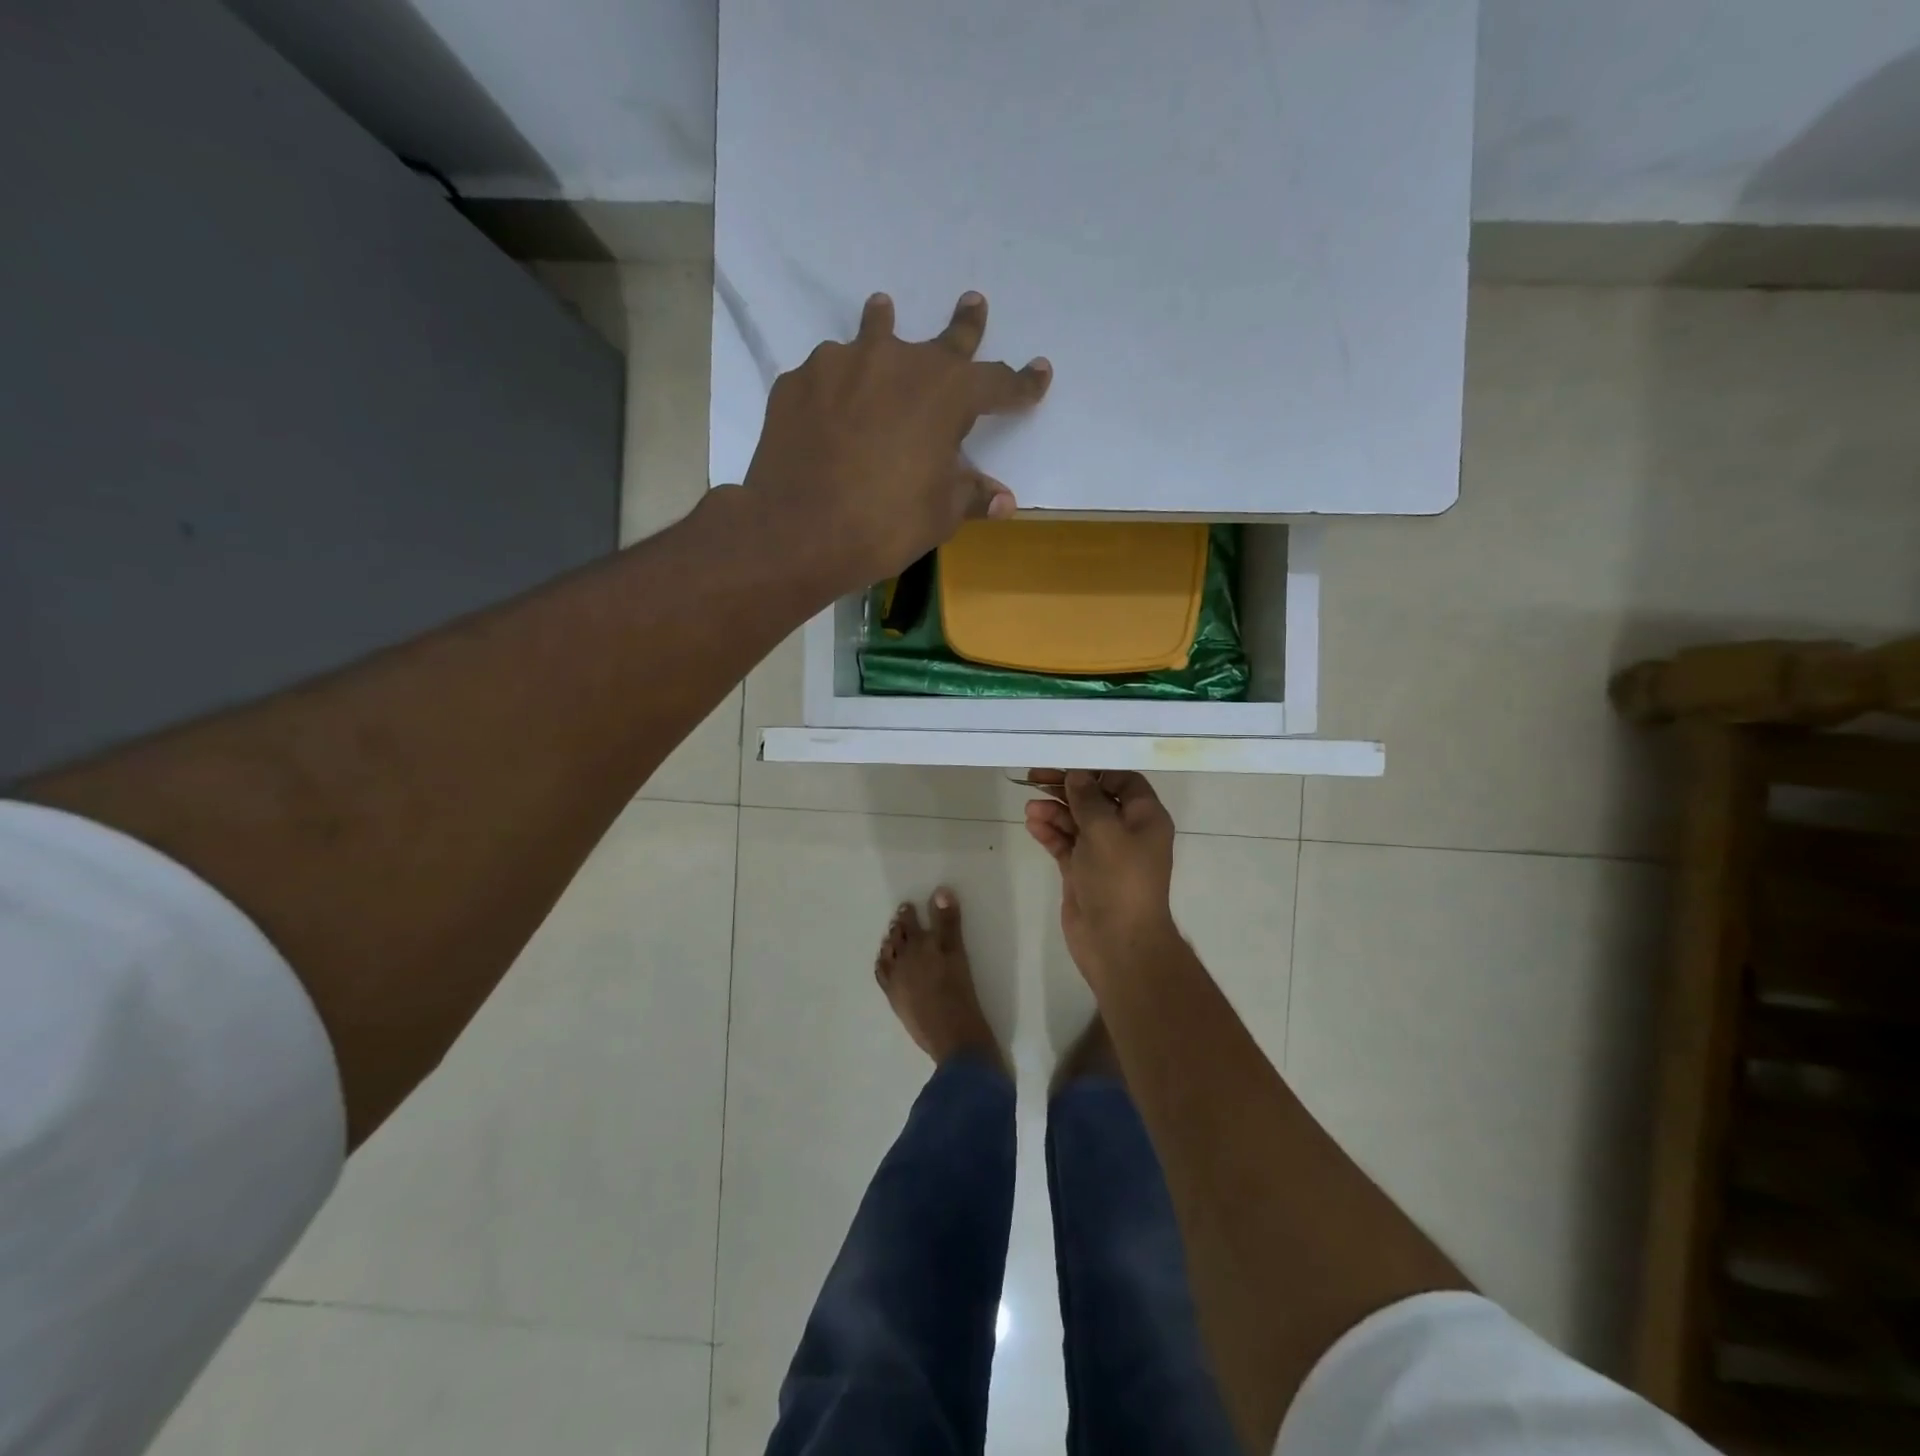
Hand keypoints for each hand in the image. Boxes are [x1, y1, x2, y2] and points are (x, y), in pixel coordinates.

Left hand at [741, 291, 1050, 589]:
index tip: (1039, 373)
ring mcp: (842, 364)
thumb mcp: (939, 515)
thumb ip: (971, 495)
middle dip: (965, 325)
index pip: (997, 383)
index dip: (1021, 384)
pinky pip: (829, 376)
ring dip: (883, 325)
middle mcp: (898, 362)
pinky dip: (839, 387)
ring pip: (872, 336)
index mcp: (946, 393)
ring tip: (882, 310)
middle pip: (942, 341)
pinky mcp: (799, 381)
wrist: (796, 531)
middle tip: (974, 302)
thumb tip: (1003, 500)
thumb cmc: (884, 524)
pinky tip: (831, 407)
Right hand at [1023, 770, 1179, 988]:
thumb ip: (1088, 798)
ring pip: (1076, 821)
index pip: (1123, 781)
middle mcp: (1126, 832)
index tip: (1065, 762)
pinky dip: (1050, 832)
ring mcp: (1103, 853)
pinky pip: (1065, 843)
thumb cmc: (1119, 880)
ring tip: (1030, 808)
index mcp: (1145, 818)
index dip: (1096, 769)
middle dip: (1066, 787)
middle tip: (1034, 777)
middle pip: (1095, 798)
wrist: (1117, 942)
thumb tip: (1077, 775)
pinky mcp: (1083, 871)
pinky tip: (1032, 824)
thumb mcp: (1104, 830)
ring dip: (1054, 811)